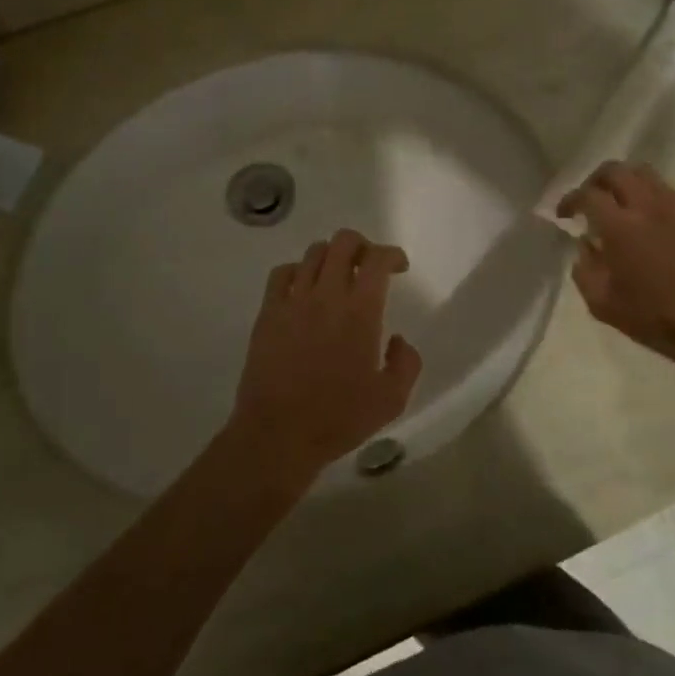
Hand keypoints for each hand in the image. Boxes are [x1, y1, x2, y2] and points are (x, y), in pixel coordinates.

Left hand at [224, 229, 422, 485]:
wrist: (278, 433)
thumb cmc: (339, 418)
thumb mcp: (392, 399)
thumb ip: (406, 362)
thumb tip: (397, 339)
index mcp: (360, 312)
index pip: (377, 259)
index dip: (392, 254)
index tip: (398, 267)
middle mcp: (326, 295)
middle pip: (343, 242)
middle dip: (362, 246)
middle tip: (369, 266)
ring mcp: (293, 301)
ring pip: (313, 253)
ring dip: (332, 256)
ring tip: (338, 277)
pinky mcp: (268, 313)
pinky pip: (282, 273)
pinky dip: (298, 271)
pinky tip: (304, 289)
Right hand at [558, 162, 674, 378]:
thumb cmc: (652, 319)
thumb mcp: (601, 303)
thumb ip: (584, 267)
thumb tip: (585, 243)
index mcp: (620, 228)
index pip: (588, 195)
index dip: (570, 200)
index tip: (565, 214)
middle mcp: (649, 207)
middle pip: (616, 171)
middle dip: (596, 180)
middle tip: (590, 200)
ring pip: (646, 174)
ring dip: (626, 183)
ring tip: (621, 205)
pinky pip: (671, 193)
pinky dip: (652, 198)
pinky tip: (652, 222)